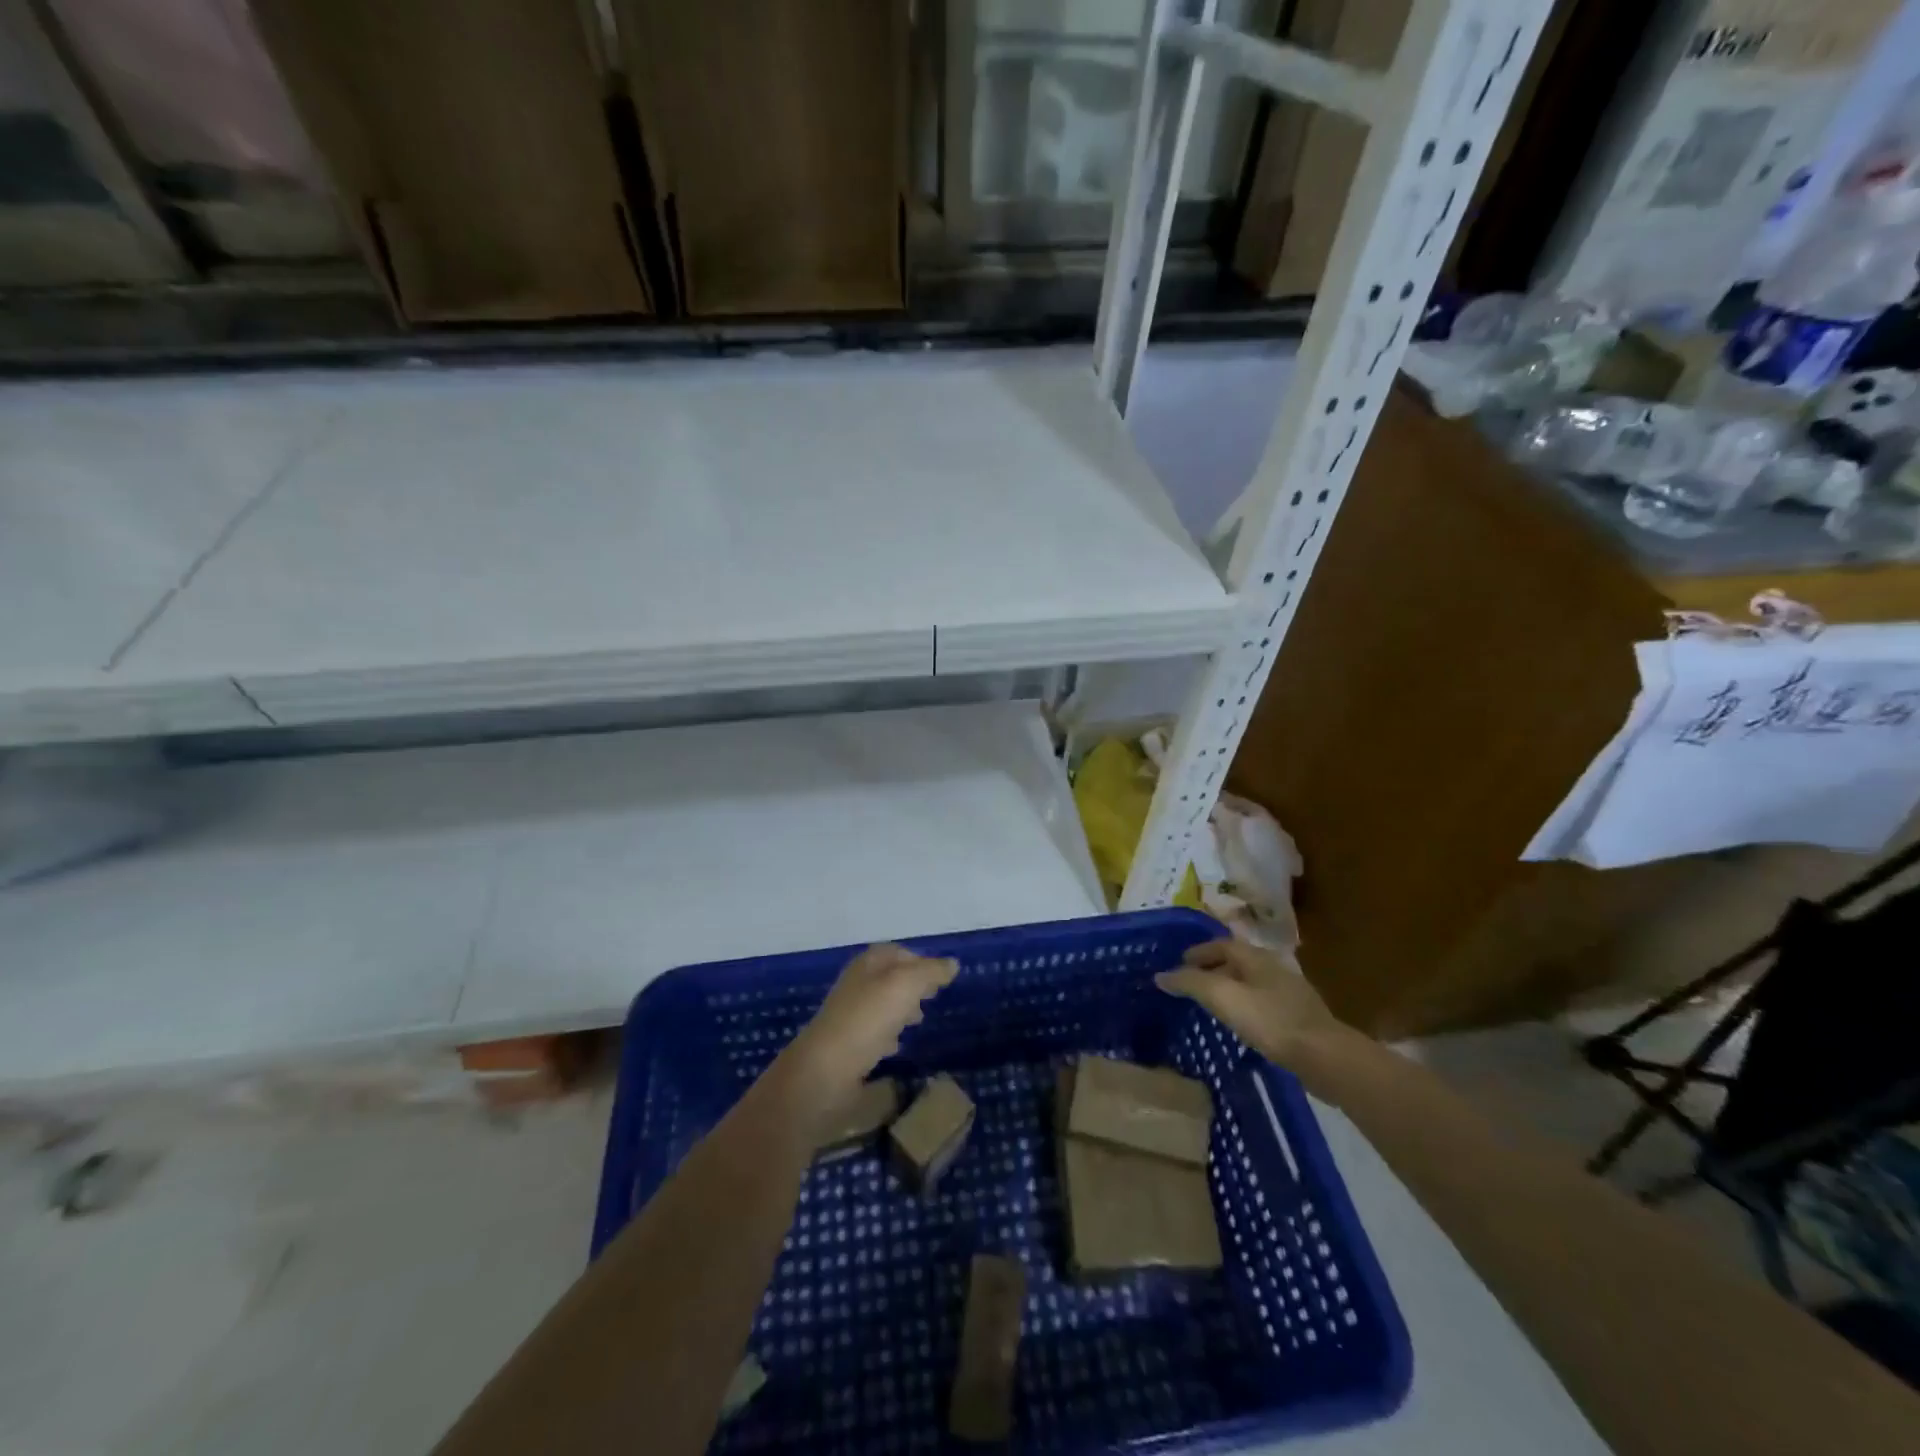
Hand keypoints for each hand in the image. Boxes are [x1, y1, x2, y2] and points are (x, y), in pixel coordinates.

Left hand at [782, 944, 957, 1104]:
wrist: (826, 1069)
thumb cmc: (868, 1018)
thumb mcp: (906, 985)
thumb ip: (931, 972)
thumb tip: (952, 963)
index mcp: (868, 964)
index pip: (898, 952)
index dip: (920, 961)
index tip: (941, 979)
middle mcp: (857, 984)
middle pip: (890, 978)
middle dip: (913, 986)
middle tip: (932, 999)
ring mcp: (850, 1014)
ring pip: (882, 1005)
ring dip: (901, 1010)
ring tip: (919, 1022)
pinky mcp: (847, 1044)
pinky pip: (873, 1032)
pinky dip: (888, 1035)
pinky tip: (896, 1046)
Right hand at [1155, 938, 1351, 1068]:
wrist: (1325, 1057)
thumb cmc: (1270, 1021)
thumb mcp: (1223, 997)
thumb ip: (1190, 983)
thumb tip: (1161, 976)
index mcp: (1256, 957)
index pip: (1221, 944)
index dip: (1198, 952)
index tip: (1178, 965)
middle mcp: (1273, 969)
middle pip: (1236, 963)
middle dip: (1211, 970)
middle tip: (1190, 986)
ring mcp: (1290, 994)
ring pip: (1250, 984)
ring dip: (1228, 990)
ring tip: (1210, 1006)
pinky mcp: (1299, 1019)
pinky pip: (1262, 1005)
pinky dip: (1244, 1008)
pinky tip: (1239, 1026)